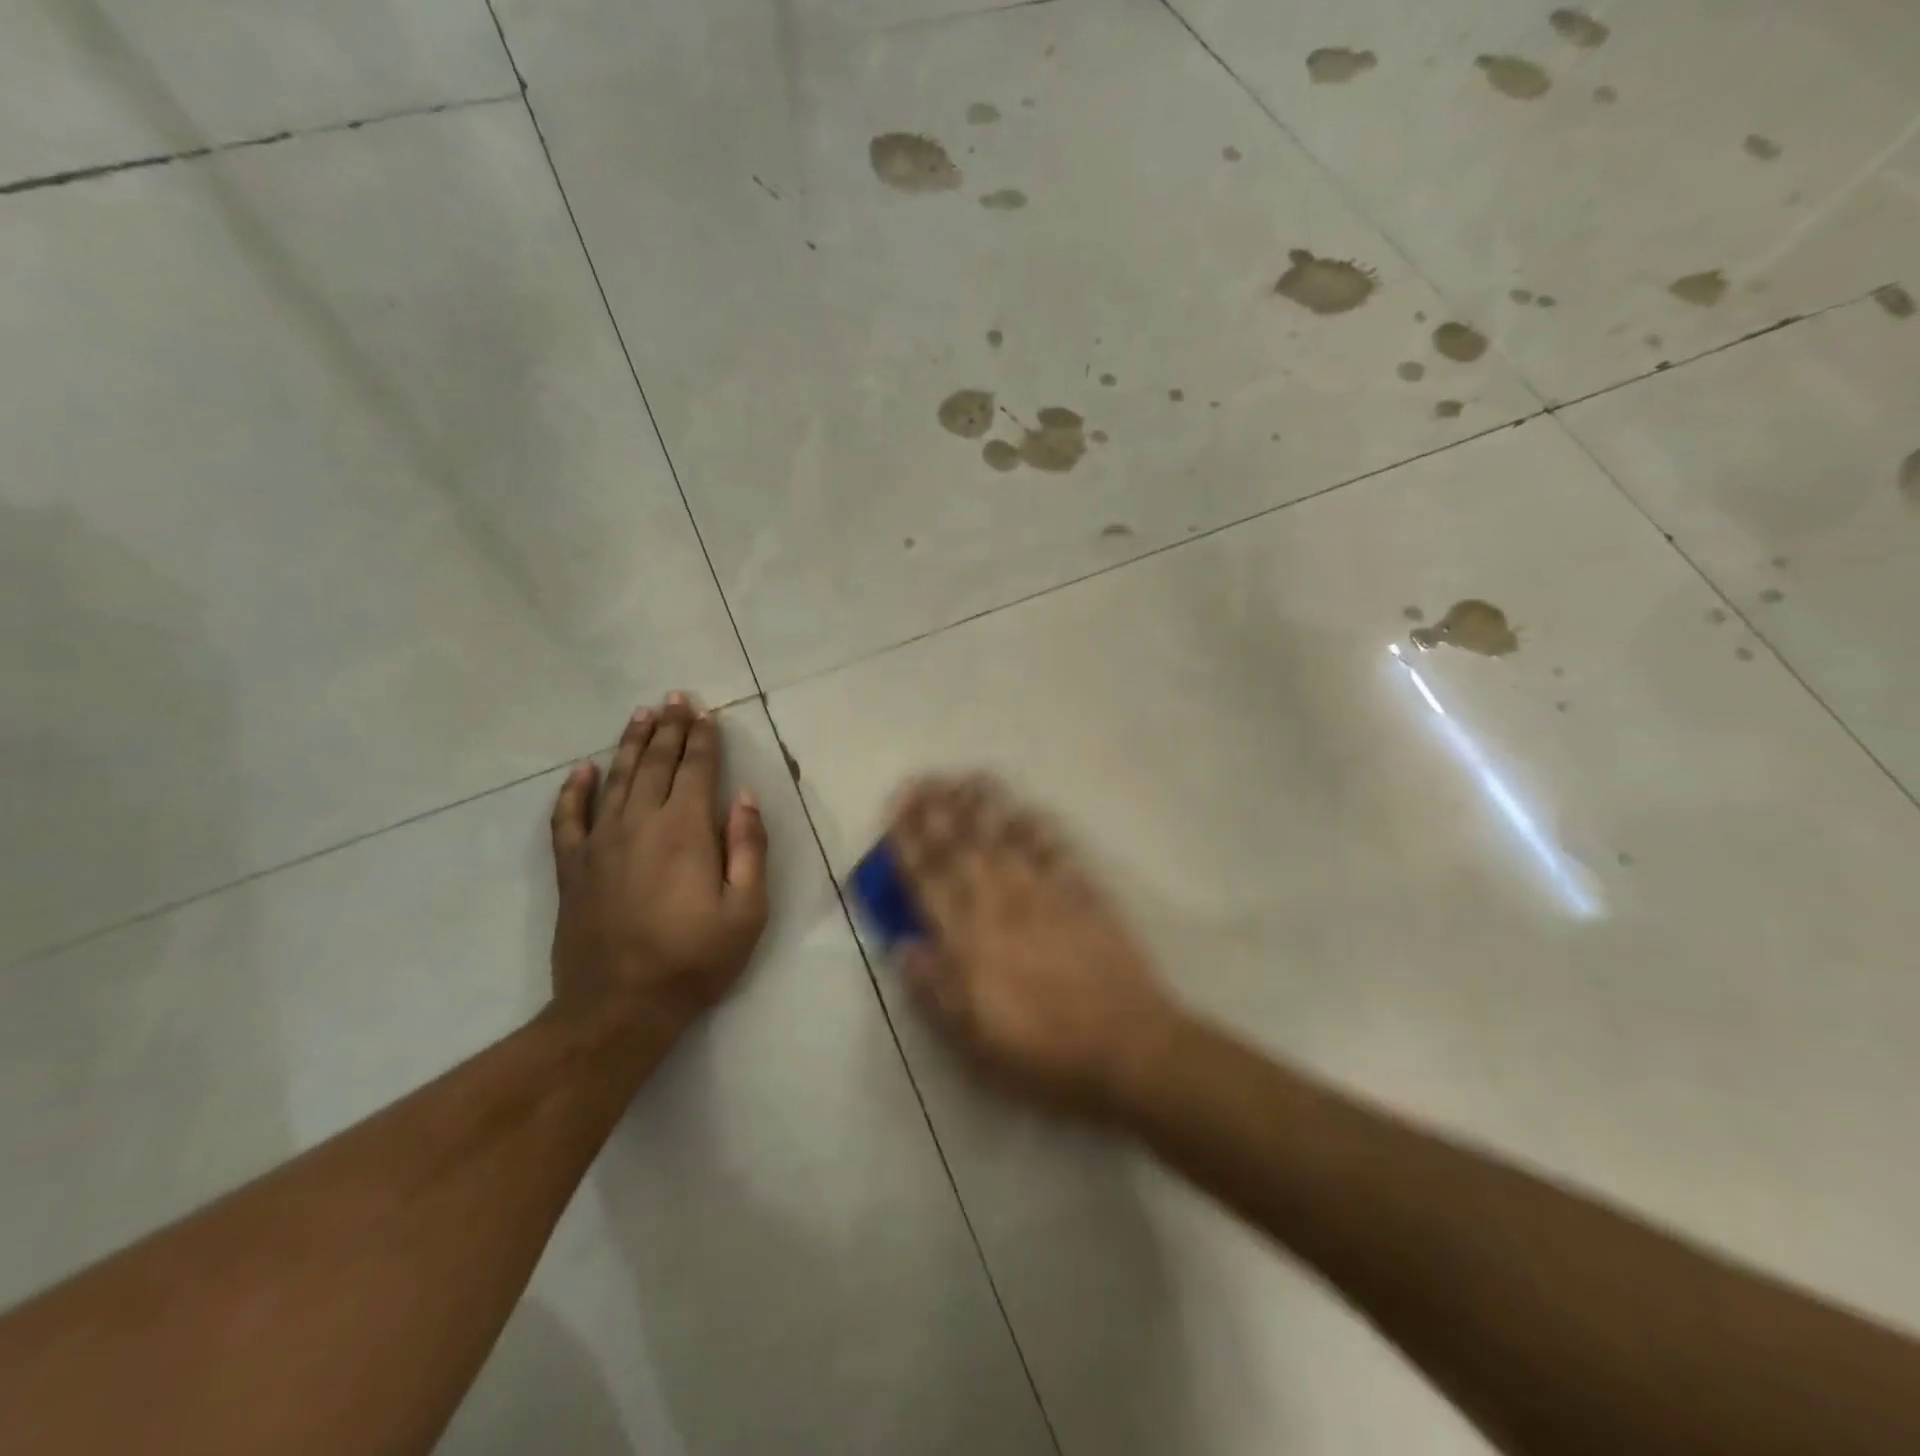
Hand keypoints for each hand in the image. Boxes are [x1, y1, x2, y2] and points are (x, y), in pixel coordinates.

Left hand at [548, 695, 769, 1036]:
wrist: (619, 1007)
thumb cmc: (695, 959)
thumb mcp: (747, 909)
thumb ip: (748, 847)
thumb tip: (744, 797)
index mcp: (685, 830)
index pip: (697, 769)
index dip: (704, 738)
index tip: (707, 712)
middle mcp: (640, 823)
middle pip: (655, 763)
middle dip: (668, 728)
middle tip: (674, 698)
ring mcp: (600, 843)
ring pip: (615, 779)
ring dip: (629, 744)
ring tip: (640, 715)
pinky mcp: (572, 868)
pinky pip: (568, 818)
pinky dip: (573, 791)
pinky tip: (581, 770)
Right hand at [890, 776, 1178, 1117]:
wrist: (1127, 1046)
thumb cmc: (1044, 1052)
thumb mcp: (974, 1040)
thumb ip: (934, 988)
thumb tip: (903, 945)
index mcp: (967, 940)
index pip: (928, 880)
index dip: (908, 843)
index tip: (894, 811)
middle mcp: (999, 904)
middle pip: (961, 848)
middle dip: (937, 810)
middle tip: (921, 779)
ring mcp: (1043, 893)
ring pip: (1004, 837)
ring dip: (982, 805)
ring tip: (965, 777)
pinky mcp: (1082, 893)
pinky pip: (1054, 849)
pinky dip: (1037, 825)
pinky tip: (1025, 808)